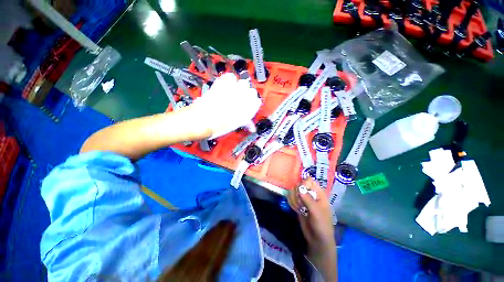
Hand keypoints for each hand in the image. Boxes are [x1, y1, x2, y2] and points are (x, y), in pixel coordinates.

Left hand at [190, 73, 261, 138]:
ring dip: (239, 87)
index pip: (257, 102)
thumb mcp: (235, 126)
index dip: (253, 104)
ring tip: (233, 92)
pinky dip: (229, 79)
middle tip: (239, 99)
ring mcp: (234, 89)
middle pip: (252, 91)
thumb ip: (246, 123)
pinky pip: (230, 76)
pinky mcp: (223, 83)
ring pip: (243, 82)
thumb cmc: (220, 126)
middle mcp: (244, 97)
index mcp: (248, 109)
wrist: (202, 119)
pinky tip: (226, 84)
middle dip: (247, 95)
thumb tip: (252, 127)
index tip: (249, 106)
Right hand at [288, 178, 337, 280]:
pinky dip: (291, 203)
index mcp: (318, 193)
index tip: (301, 191)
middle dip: (297, 194)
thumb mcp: (316, 212)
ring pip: (293, 191)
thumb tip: (299, 188)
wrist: (317, 239)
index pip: (309, 180)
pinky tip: (296, 210)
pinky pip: (290, 198)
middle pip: (298, 184)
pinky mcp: (298, 203)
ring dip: (294, 200)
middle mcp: (310, 193)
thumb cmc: (322, 225)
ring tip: (299, 209)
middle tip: (301, 204)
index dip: (303, 183)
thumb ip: (308, 199)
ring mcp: (303, 198)